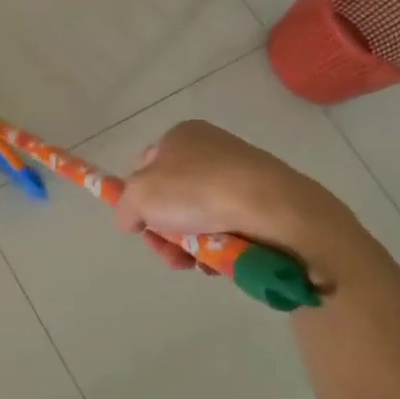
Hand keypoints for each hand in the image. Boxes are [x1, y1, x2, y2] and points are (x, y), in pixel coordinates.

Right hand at [114, 120, 378, 288]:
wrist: (274, 210)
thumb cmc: (197, 190)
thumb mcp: (139, 196)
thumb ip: (124, 207)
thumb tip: (130, 220)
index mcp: (182, 135)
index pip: (146, 165)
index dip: (138, 197)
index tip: (141, 225)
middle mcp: (211, 149)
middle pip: (172, 198)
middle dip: (166, 232)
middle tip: (170, 253)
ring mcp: (241, 176)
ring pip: (199, 218)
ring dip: (190, 246)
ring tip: (198, 262)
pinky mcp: (265, 203)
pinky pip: (229, 229)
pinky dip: (220, 248)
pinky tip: (221, 262)